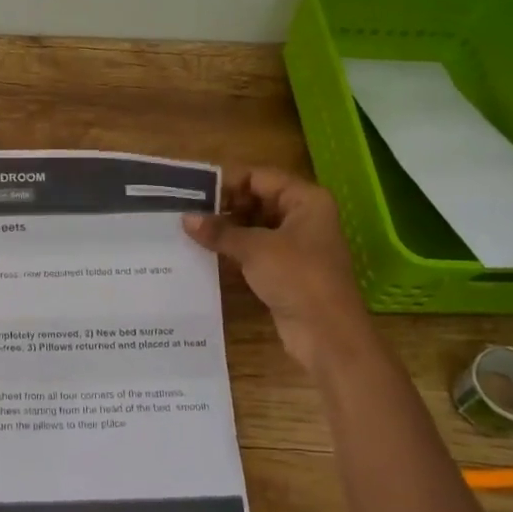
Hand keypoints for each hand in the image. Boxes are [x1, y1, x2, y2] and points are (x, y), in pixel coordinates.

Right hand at [184, 166, 367, 371]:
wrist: (327, 334)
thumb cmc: (298, 278)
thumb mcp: (255, 248)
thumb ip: (220, 231)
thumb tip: (186, 218)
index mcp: (305, 200)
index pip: (259, 177)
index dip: (226, 182)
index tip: (192, 190)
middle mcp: (302, 217)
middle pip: (256, 200)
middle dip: (223, 206)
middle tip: (185, 211)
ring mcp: (295, 245)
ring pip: (253, 226)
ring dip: (225, 229)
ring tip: (188, 230)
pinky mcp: (285, 269)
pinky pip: (254, 250)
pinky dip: (232, 249)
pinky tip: (204, 252)